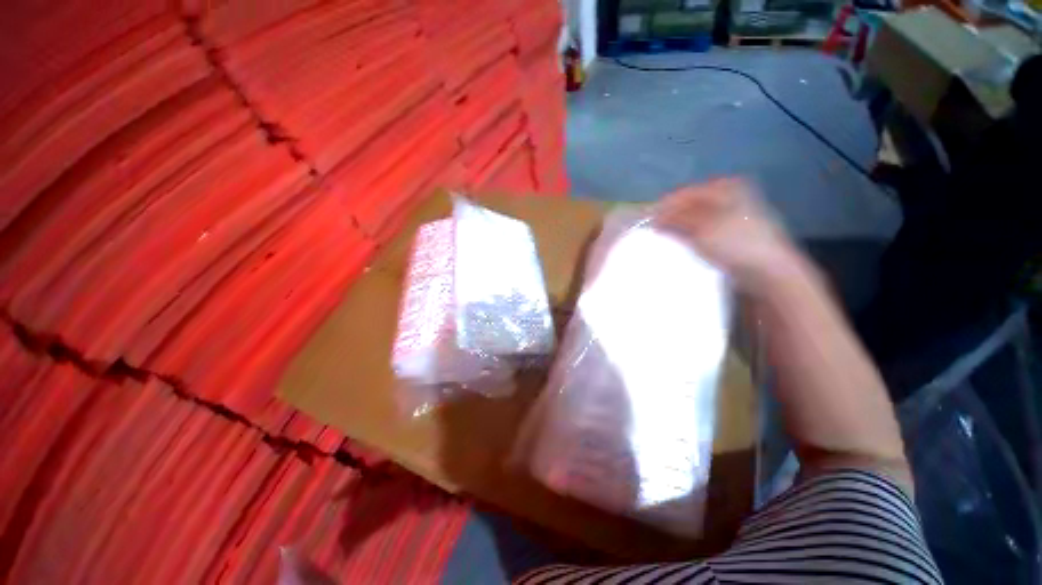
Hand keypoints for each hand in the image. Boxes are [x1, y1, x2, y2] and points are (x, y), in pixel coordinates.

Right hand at [654, 179, 803, 295]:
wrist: (767, 271)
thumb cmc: (736, 242)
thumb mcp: (702, 227)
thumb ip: (675, 220)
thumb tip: (654, 219)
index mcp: (724, 187)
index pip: (683, 194)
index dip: (663, 207)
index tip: (645, 223)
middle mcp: (727, 197)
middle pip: (687, 206)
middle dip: (669, 219)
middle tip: (653, 233)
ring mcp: (728, 216)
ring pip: (693, 220)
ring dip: (677, 230)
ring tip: (662, 242)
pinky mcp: (728, 235)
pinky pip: (700, 232)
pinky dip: (688, 238)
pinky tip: (679, 247)